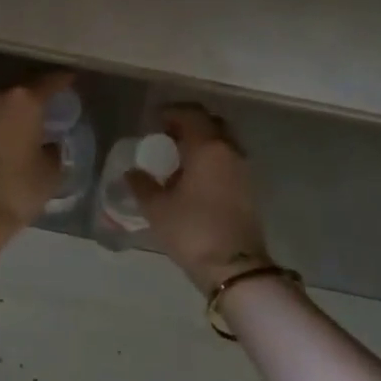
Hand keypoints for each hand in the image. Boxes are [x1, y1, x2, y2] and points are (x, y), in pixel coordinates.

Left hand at [0, 71, 69, 243]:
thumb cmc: (17, 189)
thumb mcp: (50, 172)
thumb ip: (54, 150)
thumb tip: (50, 144)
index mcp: (24, 101)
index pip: (50, 82)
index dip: (64, 81)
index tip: (72, 81)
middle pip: (22, 94)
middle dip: (35, 102)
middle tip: (50, 113)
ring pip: (1, 108)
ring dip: (13, 117)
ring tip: (27, 132)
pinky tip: (6, 145)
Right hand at [126, 104, 270, 293]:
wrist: (235, 268)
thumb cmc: (192, 231)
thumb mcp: (157, 208)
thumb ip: (141, 185)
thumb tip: (132, 172)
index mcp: (207, 147)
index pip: (190, 114)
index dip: (170, 112)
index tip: (153, 120)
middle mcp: (229, 150)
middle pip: (210, 122)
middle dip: (188, 123)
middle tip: (166, 134)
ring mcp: (243, 168)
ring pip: (222, 141)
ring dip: (202, 140)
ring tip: (178, 156)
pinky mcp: (248, 187)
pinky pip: (228, 158)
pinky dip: (212, 157)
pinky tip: (194, 176)